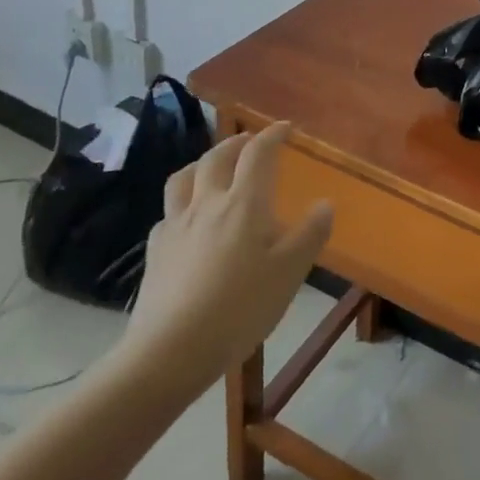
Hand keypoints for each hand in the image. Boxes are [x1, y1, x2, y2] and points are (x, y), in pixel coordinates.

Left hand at [116, 123, 332, 402]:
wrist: (171, 351)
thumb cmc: (240, 307)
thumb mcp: (290, 272)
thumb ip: (310, 234)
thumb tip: (324, 203)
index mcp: (244, 203)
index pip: (258, 154)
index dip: (272, 135)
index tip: (285, 128)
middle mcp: (208, 203)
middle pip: (217, 157)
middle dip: (236, 143)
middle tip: (250, 142)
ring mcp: (176, 225)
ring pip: (183, 178)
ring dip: (202, 164)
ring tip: (213, 168)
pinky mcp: (155, 251)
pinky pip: (168, 213)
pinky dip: (182, 204)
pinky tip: (187, 220)